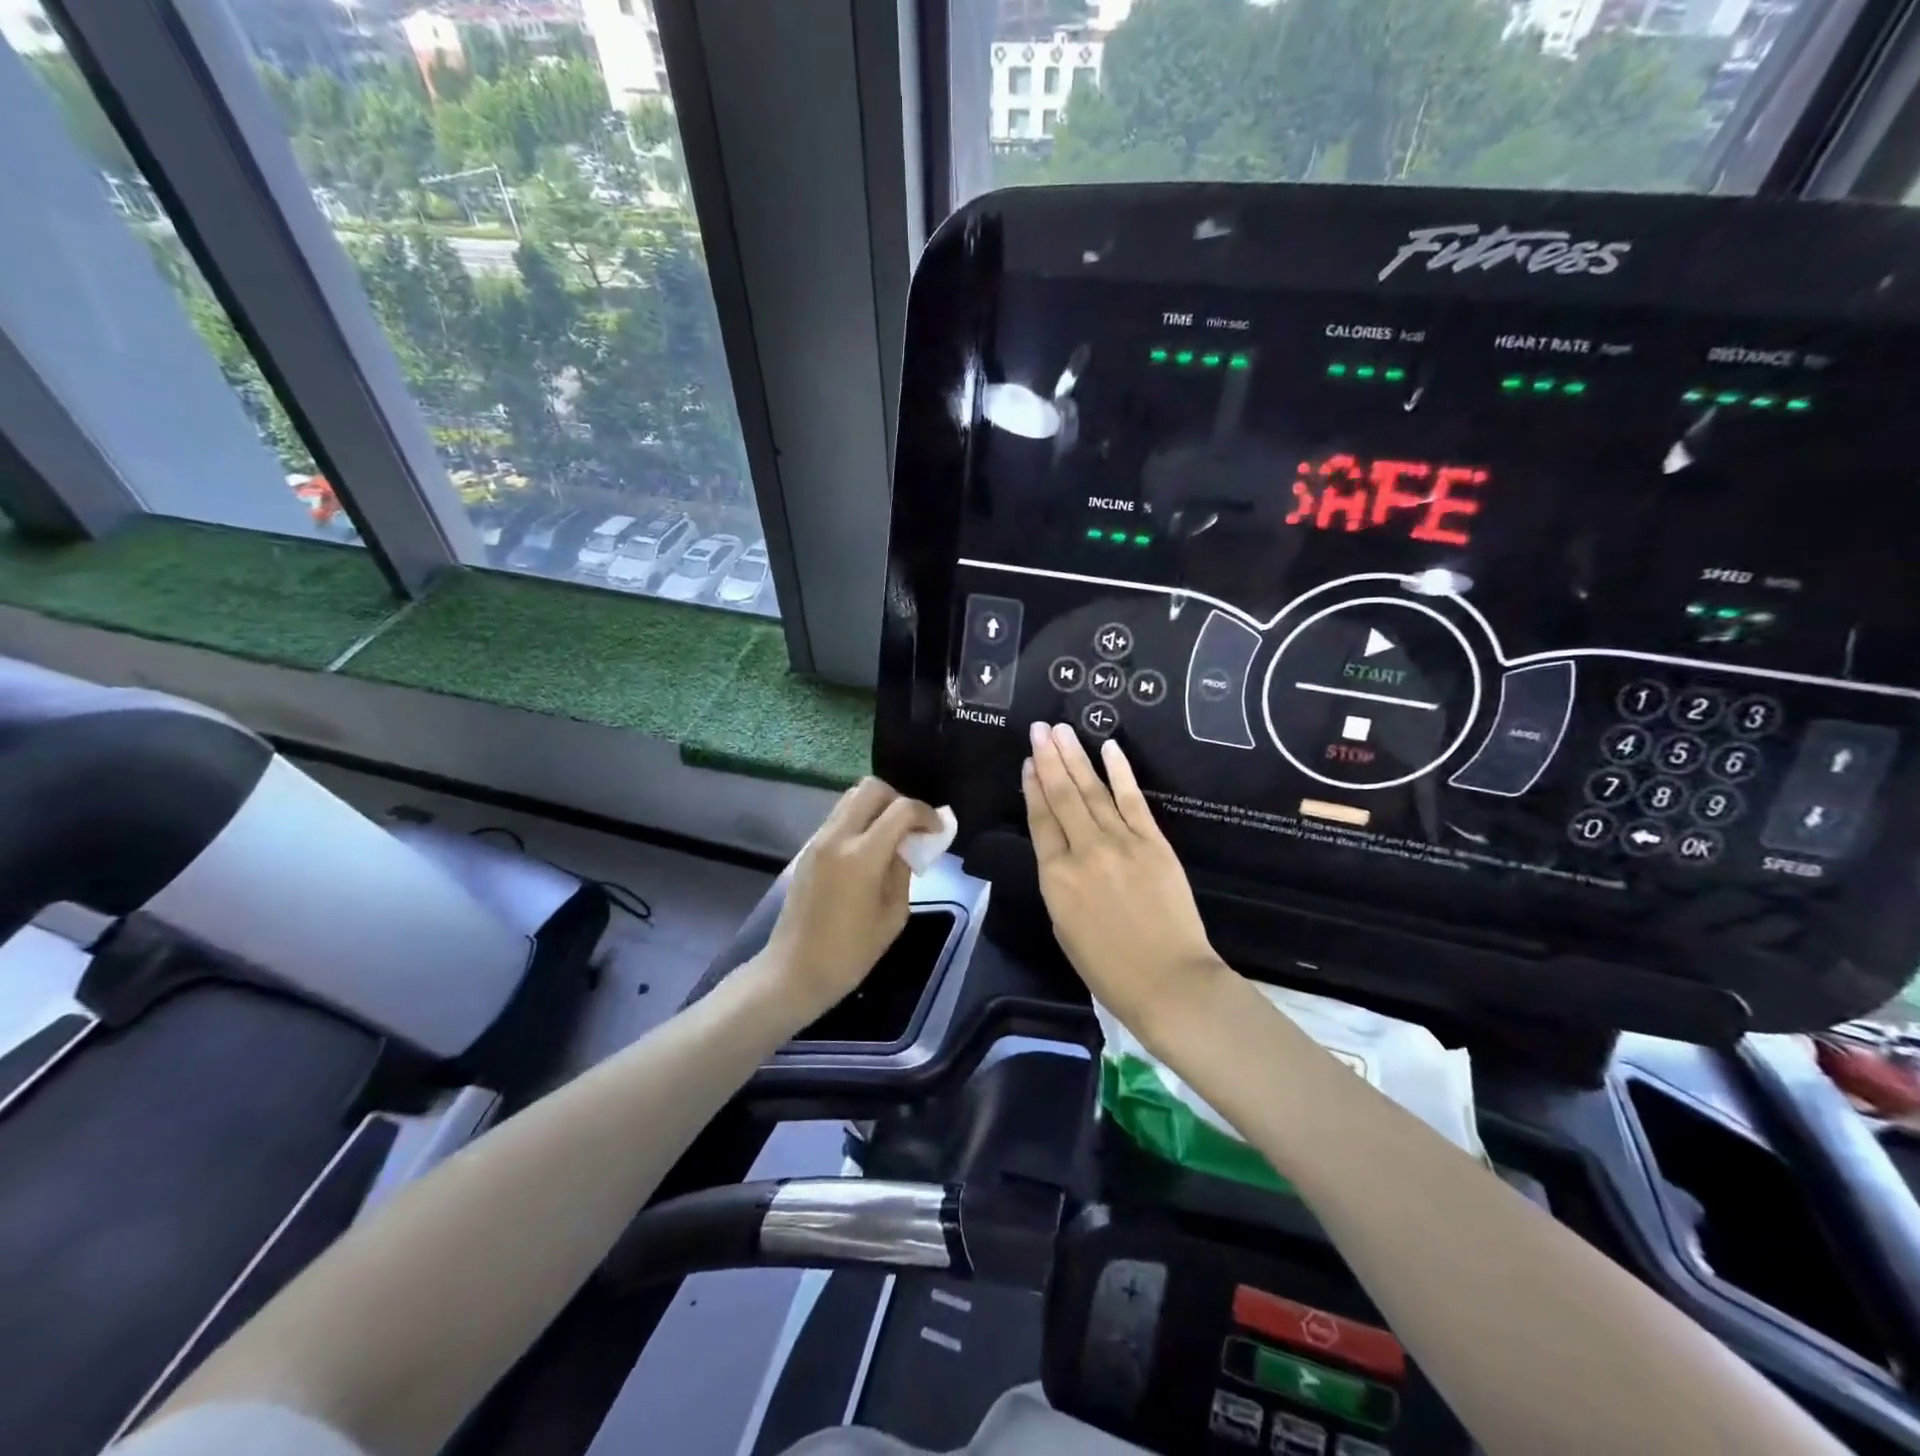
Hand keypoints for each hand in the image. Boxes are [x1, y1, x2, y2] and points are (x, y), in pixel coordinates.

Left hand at [761, 777, 942, 1024]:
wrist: (794, 972)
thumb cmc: (850, 953)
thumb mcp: (893, 915)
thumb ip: (904, 870)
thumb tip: (911, 843)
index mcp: (861, 856)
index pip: (901, 810)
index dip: (926, 814)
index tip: (937, 831)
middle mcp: (837, 838)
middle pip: (871, 788)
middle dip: (899, 800)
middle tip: (911, 828)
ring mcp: (818, 841)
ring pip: (851, 798)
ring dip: (877, 808)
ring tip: (891, 838)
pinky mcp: (808, 850)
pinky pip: (839, 818)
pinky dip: (860, 821)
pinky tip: (870, 851)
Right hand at [1023, 722, 1225, 1038]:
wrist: (1169, 981)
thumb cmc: (1108, 968)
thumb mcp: (1063, 927)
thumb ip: (1059, 883)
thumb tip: (1061, 853)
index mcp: (1055, 876)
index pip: (1040, 820)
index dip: (1033, 787)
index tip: (1028, 762)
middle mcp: (1084, 850)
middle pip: (1063, 795)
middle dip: (1049, 758)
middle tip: (1039, 728)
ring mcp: (1121, 842)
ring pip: (1092, 791)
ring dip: (1076, 757)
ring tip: (1062, 730)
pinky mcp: (1154, 842)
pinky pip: (1133, 800)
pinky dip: (1120, 772)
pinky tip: (1108, 748)